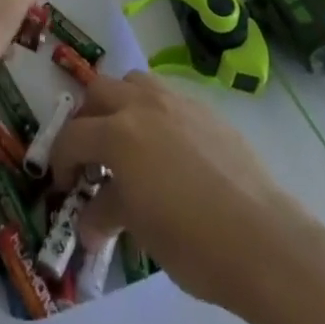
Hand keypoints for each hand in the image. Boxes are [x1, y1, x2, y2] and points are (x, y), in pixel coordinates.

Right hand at [50, 73, 324, 323]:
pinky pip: (166, 96)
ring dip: (120, 104)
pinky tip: (167, 150)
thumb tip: (89, 220)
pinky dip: (152, 112)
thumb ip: (108, 212)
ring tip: (126, 141)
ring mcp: (176, 100)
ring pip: (133, 82)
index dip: (61, 160)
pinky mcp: (205, 108)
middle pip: (98, 91)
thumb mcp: (140, 231)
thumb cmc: (193, 241)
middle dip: (86, 119)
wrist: (264, 238)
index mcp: (119, 133)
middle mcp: (143, 103)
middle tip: (89, 154)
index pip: (72, 135)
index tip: (63, 184)